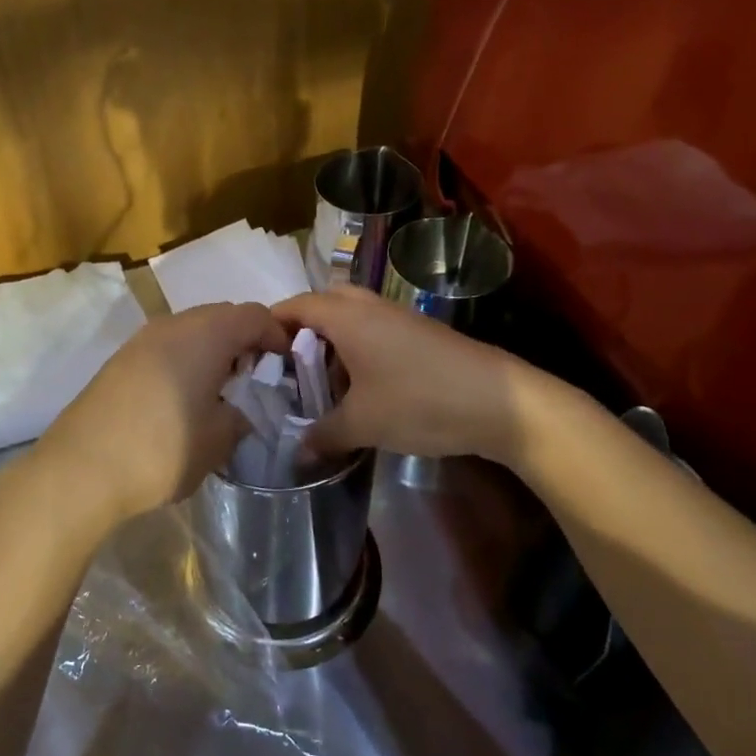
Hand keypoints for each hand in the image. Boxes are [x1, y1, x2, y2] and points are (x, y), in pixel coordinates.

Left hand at [35, 302, 289, 527]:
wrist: (81, 468)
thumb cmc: (163, 448)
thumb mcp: (219, 439)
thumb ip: (241, 416)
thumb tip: (241, 409)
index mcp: (206, 334)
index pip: (254, 315)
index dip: (277, 335)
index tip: (286, 365)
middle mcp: (173, 324)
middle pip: (221, 316)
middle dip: (244, 341)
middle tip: (256, 378)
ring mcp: (142, 340)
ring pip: (191, 330)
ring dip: (213, 351)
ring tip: (222, 391)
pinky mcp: (120, 360)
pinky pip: (166, 347)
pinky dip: (185, 361)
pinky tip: (185, 398)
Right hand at [272, 287, 529, 461]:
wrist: (500, 402)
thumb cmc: (419, 401)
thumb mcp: (362, 424)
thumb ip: (323, 434)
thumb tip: (298, 451)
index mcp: (346, 316)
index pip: (294, 306)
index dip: (270, 326)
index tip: (255, 356)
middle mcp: (369, 306)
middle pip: (323, 304)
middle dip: (303, 331)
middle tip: (291, 367)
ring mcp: (399, 317)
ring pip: (352, 318)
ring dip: (333, 343)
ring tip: (323, 384)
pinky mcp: (421, 334)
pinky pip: (375, 331)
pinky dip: (358, 350)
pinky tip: (363, 389)